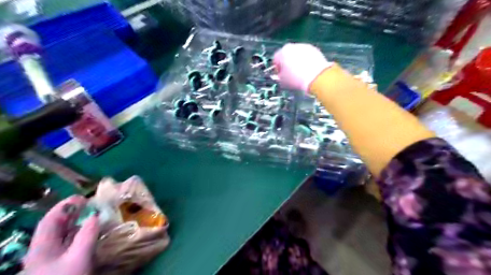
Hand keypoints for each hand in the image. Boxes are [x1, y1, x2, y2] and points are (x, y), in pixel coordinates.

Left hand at [24, 196, 98, 274]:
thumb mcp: (79, 257)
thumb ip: (87, 235)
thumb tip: (95, 215)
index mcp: (42, 247)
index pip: (50, 220)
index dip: (64, 206)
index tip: (82, 197)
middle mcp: (45, 250)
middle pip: (57, 226)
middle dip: (73, 212)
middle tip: (90, 203)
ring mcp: (54, 257)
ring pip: (65, 234)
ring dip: (79, 222)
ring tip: (94, 213)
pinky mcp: (64, 262)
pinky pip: (72, 242)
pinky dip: (82, 232)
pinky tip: (92, 231)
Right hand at [275, 43, 331, 91]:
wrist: (315, 77)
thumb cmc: (297, 80)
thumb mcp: (283, 82)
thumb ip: (279, 77)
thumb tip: (280, 76)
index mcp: (282, 53)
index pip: (275, 59)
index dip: (278, 68)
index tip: (281, 75)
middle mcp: (292, 47)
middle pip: (287, 55)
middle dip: (287, 63)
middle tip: (290, 74)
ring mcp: (304, 47)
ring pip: (297, 54)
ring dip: (297, 61)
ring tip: (300, 74)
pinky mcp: (314, 49)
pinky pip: (307, 55)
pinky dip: (307, 61)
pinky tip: (308, 71)